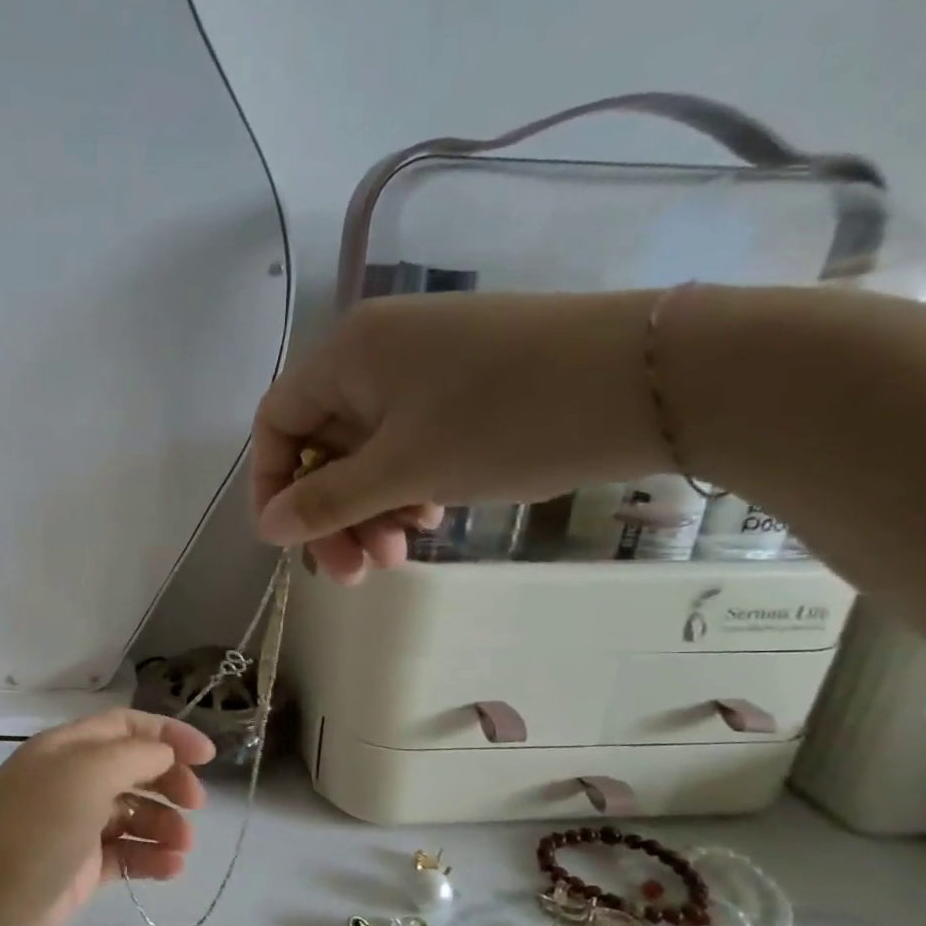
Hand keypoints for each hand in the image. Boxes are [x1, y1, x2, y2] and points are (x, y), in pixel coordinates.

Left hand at [0, 710, 215, 925]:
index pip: (124, 726)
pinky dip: (149, 858)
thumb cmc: (33, 832)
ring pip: (130, 815)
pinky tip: (171, 870)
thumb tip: (163, 755)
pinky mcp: (75, 872)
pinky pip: (122, 855)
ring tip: (183, 847)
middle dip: (168, 781)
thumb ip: (133, 756)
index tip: (209, 757)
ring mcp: (70, 829)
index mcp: (64, 749)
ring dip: (163, 824)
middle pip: (131, 769)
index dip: (168, 735)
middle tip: (197, 806)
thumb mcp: (85, 775)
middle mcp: (66, 782)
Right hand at [251, 291, 666, 581]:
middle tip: (354, 573)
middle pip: (322, 444)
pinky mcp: (465, 386)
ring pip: (368, 452)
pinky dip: (408, 487)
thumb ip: (326, 501)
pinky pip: (410, 444)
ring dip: (371, 510)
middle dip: (331, 513)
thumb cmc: (508, 420)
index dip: (272, 486)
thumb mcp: (404, 470)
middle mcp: (377, 353)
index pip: (276, 423)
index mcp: (349, 353)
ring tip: (400, 555)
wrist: (656, 379)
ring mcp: (425, 367)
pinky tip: (434, 518)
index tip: (289, 544)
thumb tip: (268, 529)